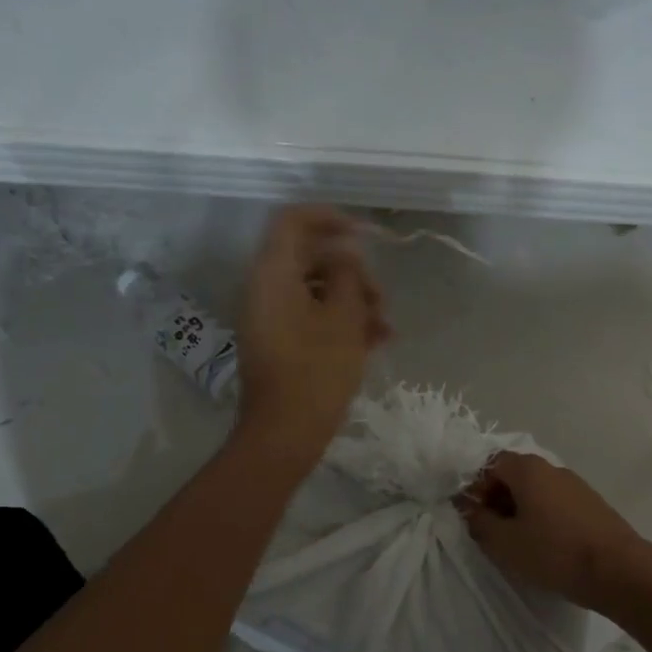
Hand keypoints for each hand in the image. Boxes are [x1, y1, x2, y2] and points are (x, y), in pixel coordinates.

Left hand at [236, 205, 390, 463]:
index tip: (366, 234)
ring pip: (316, 290)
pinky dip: (341, 322)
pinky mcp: (280, 342)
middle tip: (382, 297)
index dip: (331, 218)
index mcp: (273, 274)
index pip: (294, 221)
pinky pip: (311, 317)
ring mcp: (271, 317)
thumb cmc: (317, 370)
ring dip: (353, 300)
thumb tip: (345, 254)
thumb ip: (347, 275)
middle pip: (310, 258)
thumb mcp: (344, 317)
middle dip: (353, 272)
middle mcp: (265, 289)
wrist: (285, 433)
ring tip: (385, 327)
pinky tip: (376, 341)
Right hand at [457, 452, 651, 611]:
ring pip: (537, 491)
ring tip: (517, 543)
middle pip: (514, 475)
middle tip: (491, 531)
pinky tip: (545, 546)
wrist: (619, 570)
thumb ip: (479, 522)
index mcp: (528, 469)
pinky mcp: (592, 505)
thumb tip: (469, 507)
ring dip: (520, 510)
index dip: (476, 487)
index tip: (472, 515)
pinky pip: (556, 504)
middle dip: (497, 499)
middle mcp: (552, 468)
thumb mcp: (503, 542)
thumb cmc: (553, 552)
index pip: (491, 464)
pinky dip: (543, 518)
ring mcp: (576, 486)